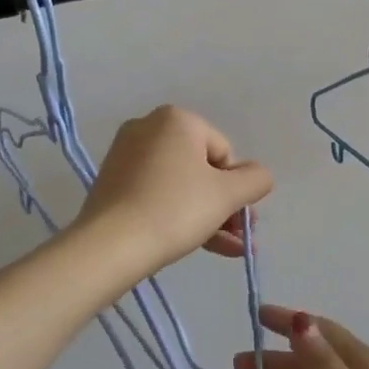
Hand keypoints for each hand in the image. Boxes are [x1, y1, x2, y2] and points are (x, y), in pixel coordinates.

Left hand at [74, 105, 272, 274]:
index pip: (224, 153)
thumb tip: (258, 175)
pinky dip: (176, 215)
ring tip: (225, 249)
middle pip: (201, 168)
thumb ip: (255, 180)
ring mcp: (125, 155)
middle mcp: (148, 128)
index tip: (238, 219)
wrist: (110, 245)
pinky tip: (196, 244)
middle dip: (223, 205)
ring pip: (179, 185)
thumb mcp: (227, 195)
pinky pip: (156, 194)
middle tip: (237, 238)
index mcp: (177, 119)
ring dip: (206, 215)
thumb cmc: (175, 209)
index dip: (235, 188)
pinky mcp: (112, 182)